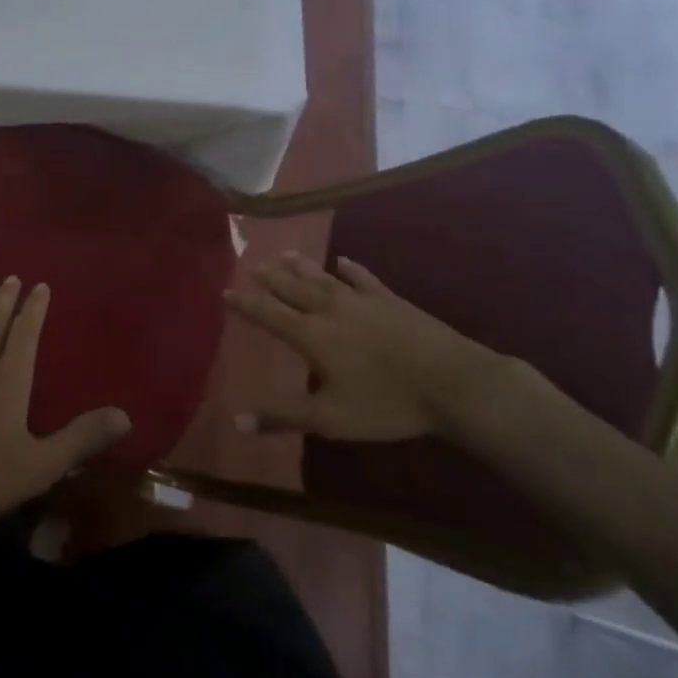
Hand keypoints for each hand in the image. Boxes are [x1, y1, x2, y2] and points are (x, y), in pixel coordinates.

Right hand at [225, 251, 499, 441]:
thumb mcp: (330, 419)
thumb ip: (282, 417)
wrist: (451, 382)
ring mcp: (362, 300)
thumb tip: (235, 421)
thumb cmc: (386, 403)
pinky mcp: (390, 299)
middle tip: (252, 265)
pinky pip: (363, 278)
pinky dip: (350, 269)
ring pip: (323, 277)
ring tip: (283, 255)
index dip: (246, 303)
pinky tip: (342, 261)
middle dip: (270, 278)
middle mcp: (330, 309)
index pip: (269, 314)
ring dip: (301, 266)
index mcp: (311, 335)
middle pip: (293, 288)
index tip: (226, 290)